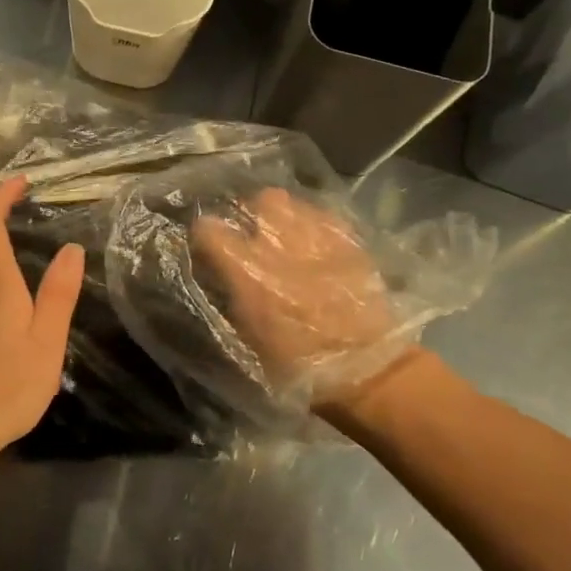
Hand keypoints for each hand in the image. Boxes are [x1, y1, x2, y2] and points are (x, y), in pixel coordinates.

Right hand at [193, 187, 407, 404]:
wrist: (364, 369)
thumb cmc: (296, 362)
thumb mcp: (245, 334)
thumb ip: (228, 293)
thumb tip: (218, 271)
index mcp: (246, 268)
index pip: (209, 228)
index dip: (206, 236)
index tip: (209, 248)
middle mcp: (278, 241)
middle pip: (256, 201)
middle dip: (251, 214)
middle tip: (253, 236)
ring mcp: (315, 234)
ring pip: (290, 201)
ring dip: (282, 216)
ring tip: (286, 237)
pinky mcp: (347, 237)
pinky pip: (321, 214)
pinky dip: (313, 224)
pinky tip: (315, 245)